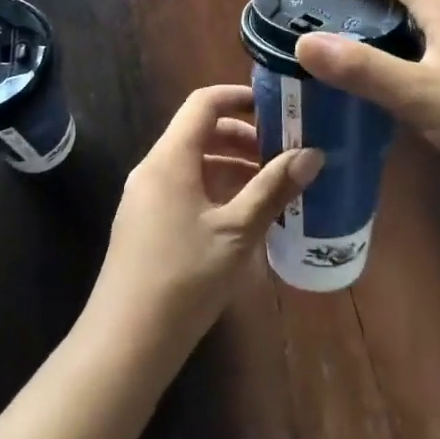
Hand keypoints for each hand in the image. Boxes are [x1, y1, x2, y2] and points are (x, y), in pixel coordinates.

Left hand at [87, 85, 322, 358]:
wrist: (126, 341)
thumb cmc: (184, 276)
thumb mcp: (238, 231)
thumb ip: (273, 189)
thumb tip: (313, 154)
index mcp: (170, 158)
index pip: (204, 103)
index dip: (240, 97)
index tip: (278, 108)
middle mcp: (153, 169)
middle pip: (200, 133)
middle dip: (245, 138)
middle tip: (286, 153)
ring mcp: (146, 197)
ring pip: (195, 164)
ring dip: (233, 167)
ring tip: (274, 186)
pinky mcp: (147, 224)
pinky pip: (186, 189)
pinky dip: (217, 190)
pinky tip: (246, 217)